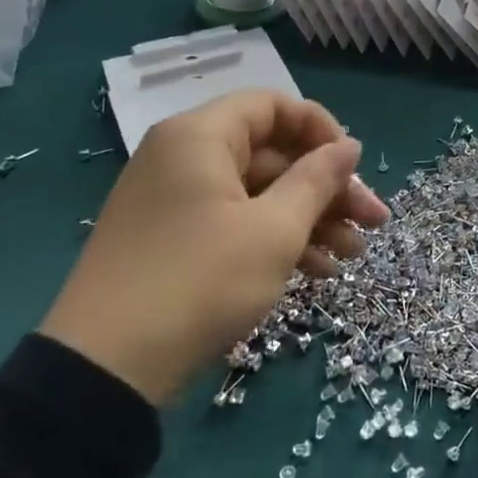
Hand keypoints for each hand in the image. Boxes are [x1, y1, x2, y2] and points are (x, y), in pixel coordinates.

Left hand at [40, 93, 388, 406]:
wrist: (104, 371)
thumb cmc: (200, 281)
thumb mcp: (274, 230)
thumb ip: (317, 180)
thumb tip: (349, 146)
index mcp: (200, 137)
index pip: (273, 106)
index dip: (322, 130)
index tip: (354, 168)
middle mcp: (184, 158)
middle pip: (273, 154)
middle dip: (328, 188)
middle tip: (373, 221)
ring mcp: (176, 201)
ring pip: (259, 193)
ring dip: (311, 219)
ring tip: (354, 254)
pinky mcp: (174, 240)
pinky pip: (236, 222)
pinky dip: (277, 239)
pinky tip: (319, 271)